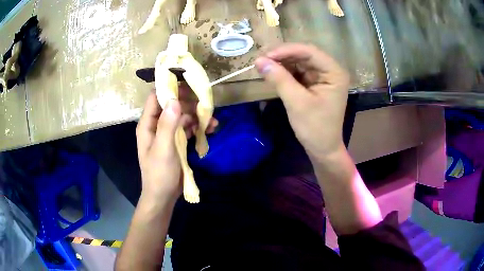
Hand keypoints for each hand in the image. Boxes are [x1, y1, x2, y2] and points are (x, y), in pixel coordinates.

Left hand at [136, 85, 216, 201]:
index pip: (156, 98)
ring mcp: (167, 133)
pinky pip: (187, 128)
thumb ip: (167, 125)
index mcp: (148, 124)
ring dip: (197, 117)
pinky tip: (210, 130)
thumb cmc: (159, 174)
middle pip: (172, 105)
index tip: (188, 86)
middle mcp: (156, 125)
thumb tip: (174, 100)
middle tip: (206, 104)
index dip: (170, 89)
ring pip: (182, 116)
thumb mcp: (163, 150)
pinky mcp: (176, 141)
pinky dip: (198, 127)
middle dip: (189, 104)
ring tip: (213, 121)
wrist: (163, 196)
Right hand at [255, 44, 349, 159]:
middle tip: (260, 58)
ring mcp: (322, 76)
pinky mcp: (314, 83)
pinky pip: (297, 71)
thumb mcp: (297, 103)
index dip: (286, 50)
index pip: (309, 52)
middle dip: (282, 55)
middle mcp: (329, 70)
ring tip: (262, 64)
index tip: (265, 55)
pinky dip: (284, 71)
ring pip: (299, 62)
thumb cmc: (315, 128)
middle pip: (304, 54)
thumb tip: (258, 60)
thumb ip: (279, 79)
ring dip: (281, 62)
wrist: (322, 149)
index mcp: (334, 72)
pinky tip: (271, 71)